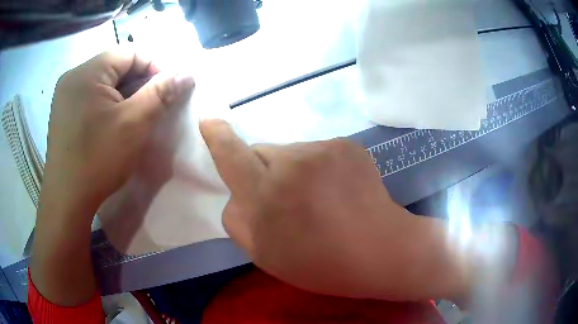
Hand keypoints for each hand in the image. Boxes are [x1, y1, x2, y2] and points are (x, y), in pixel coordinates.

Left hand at [43, 49, 194, 213]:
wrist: (67, 201)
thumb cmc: (98, 160)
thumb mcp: (134, 124)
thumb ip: (161, 93)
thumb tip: (186, 73)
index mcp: (87, 72)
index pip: (130, 52)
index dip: (155, 65)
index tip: (169, 87)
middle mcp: (73, 77)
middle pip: (115, 66)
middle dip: (139, 81)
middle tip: (155, 103)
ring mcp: (65, 96)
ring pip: (103, 82)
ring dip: (124, 93)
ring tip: (136, 114)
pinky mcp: (63, 113)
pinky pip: (91, 97)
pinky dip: (108, 104)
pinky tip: (115, 122)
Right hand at [200, 119, 457, 299]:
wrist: (381, 250)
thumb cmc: (321, 264)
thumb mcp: (265, 256)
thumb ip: (238, 221)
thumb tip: (236, 195)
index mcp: (267, 195)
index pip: (232, 155)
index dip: (218, 137)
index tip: (208, 121)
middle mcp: (292, 162)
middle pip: (260, 151)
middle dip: (261, 171)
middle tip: (283, 201)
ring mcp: (324, 149)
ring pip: (289, 152)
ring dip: (291, 171)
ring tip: (316, 201)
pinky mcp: (346, 145)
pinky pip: (316, 152)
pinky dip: (316, 168)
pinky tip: (336, 192)